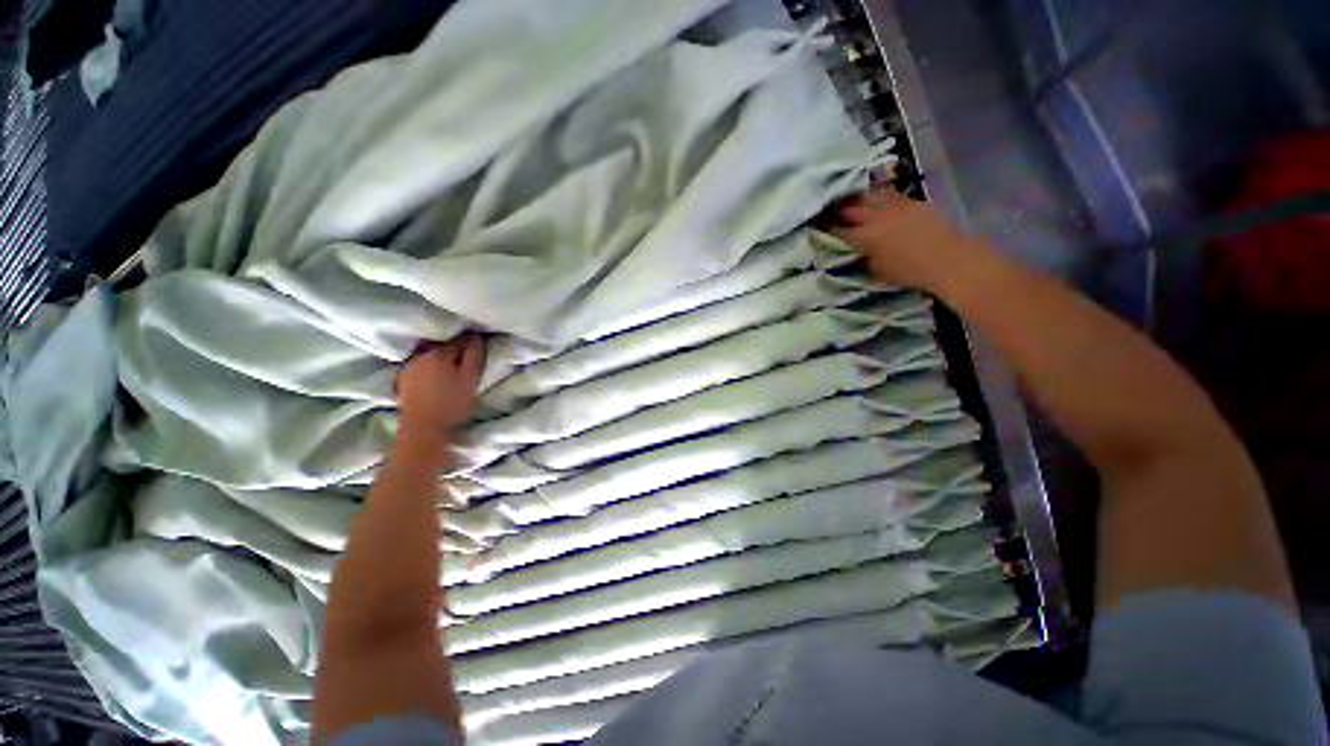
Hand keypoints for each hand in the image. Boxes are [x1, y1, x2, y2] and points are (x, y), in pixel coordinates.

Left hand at [396, 334, 485, 433]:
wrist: (423, 428)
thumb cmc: (452, 403)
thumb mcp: (471, 378)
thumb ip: (474, 355)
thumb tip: (476, 335)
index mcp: (440, 352)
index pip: (459, 338)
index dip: (470, 342)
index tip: (478, 348)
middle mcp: (422, 355)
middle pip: (442, 345)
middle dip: (454, 349)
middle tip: (466, 360)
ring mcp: (410, 366)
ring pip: (430, 355)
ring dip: (440, 359)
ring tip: (451, 370)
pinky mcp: (402, 378)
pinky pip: (420, 366)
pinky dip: (428, 368)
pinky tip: (435, 378)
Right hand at [830, 190, 976, 289]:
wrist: (948, 259)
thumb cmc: (909, 272)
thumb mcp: (876, 270)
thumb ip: (861, 257)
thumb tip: (853, 250)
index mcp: (864, 237)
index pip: (837, 229)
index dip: (825, 227)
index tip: (817, 226)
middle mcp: (876, 217)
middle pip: (850, 207)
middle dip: (837, 208)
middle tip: (828, 209)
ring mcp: (895, 206)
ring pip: (869, 195)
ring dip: (856, 198)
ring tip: (849, 200)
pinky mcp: (912, 202)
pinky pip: (889, 195)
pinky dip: (878, 197)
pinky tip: (876, 200)